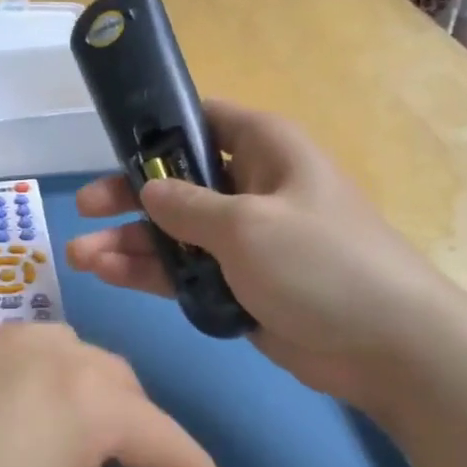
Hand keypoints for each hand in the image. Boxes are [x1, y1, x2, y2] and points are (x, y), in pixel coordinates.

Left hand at [0, 325, 224, 466]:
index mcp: (80, 397)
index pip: (158, 431)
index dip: (190, 465)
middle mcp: (35, 352)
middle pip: (112, 379)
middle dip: (137, 424)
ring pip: (58, 353)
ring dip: (84, 392)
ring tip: (76, 443)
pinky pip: (6, 354)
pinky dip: (31, 382)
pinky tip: (8, 424)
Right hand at [66, 100, 461, 409]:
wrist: (387, 346)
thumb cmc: (321, 263)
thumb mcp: (246, 225)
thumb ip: (187, 205)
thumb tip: (148, 190)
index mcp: (263, 149)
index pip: (202, 119)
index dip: (157, 128)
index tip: (112, 142)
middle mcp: (250, 187)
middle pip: (176, 180)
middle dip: (129, 195)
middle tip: (84, 208)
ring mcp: (242, 239)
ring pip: (173, 231)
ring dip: (128, 241)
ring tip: (79, 255)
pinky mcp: (236, 283)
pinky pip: (183, 269)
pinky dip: (148, 272)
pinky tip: (108, 274)